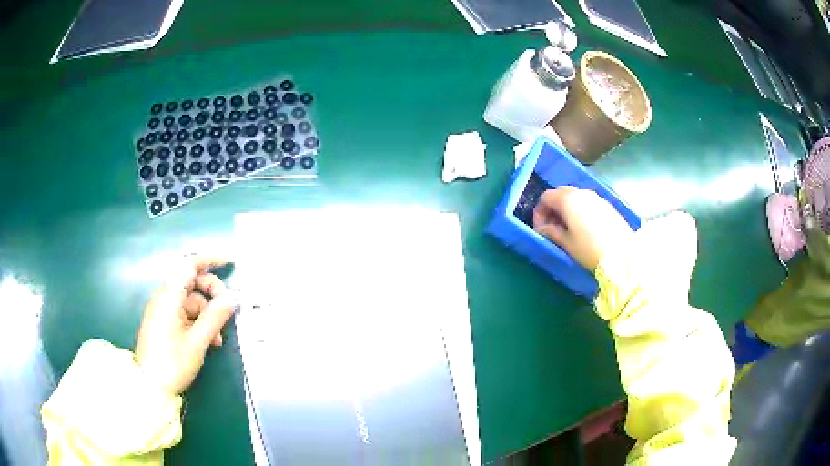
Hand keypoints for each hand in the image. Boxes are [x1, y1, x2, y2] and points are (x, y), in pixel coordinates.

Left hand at [134, 255, 235, 394]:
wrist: (149, 386)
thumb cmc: (172, 363)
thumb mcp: (197, 342)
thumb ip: (215, 317)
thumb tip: (232, 298)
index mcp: (169, 297)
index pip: (189, 265)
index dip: (210, 260)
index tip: (229, 262)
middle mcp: (164, 298)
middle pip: (191, 282)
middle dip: (212, 292)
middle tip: (228, 310)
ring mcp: (162, 310)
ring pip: (190, 301)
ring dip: (206, 313)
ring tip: (218, 338)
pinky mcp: (162, 322)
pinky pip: (184, 313)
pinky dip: (197, 321)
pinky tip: (208, 340)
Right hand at [533, 187, 633, 270]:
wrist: (623, 255)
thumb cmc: (590, 249)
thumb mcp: (567, 243)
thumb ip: (551, 232)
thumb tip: (542, 229)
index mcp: (568, 200)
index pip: (546, 197)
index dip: (539, 211)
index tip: (540, 228)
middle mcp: (581, 193)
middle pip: (561, 193)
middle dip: (553, 208)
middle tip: (552, 227)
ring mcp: (596, 197)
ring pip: (575, 197)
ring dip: (567, 209)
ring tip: (568, 229)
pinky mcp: (607, 205)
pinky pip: (588, 202)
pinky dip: (580, 210)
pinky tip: (584, 228)